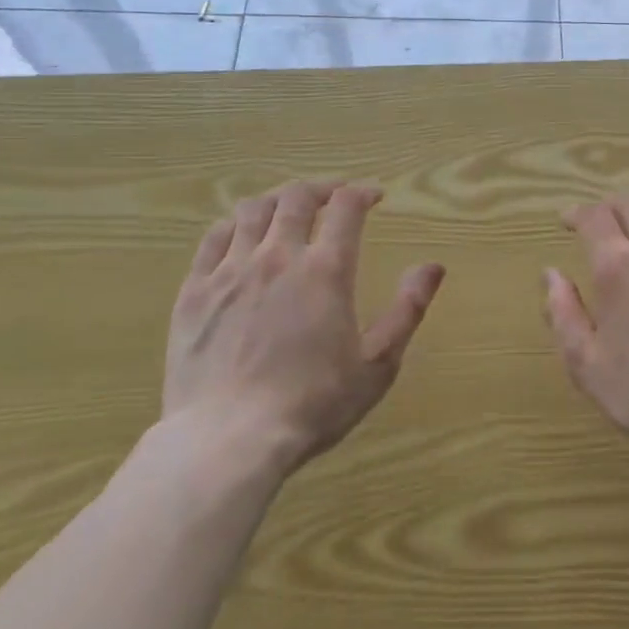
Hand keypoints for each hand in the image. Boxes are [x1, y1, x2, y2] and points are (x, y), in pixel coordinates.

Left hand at [163, 180, 444, 477]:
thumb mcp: (378, 364)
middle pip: (296, 197)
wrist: (228, 440)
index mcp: (326, 270)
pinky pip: (212, 238)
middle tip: (334, 196)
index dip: (362, 192)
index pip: (346, 207)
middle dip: (321, 188)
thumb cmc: (313, 405)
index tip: (374, 196)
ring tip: (288, 208)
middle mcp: (278, 256)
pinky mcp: (194, 291)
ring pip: (252, 210)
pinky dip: (233, 225)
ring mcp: (230, 271)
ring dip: (277, 200)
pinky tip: (240, 234)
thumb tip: (433, 267)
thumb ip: (408, 310)